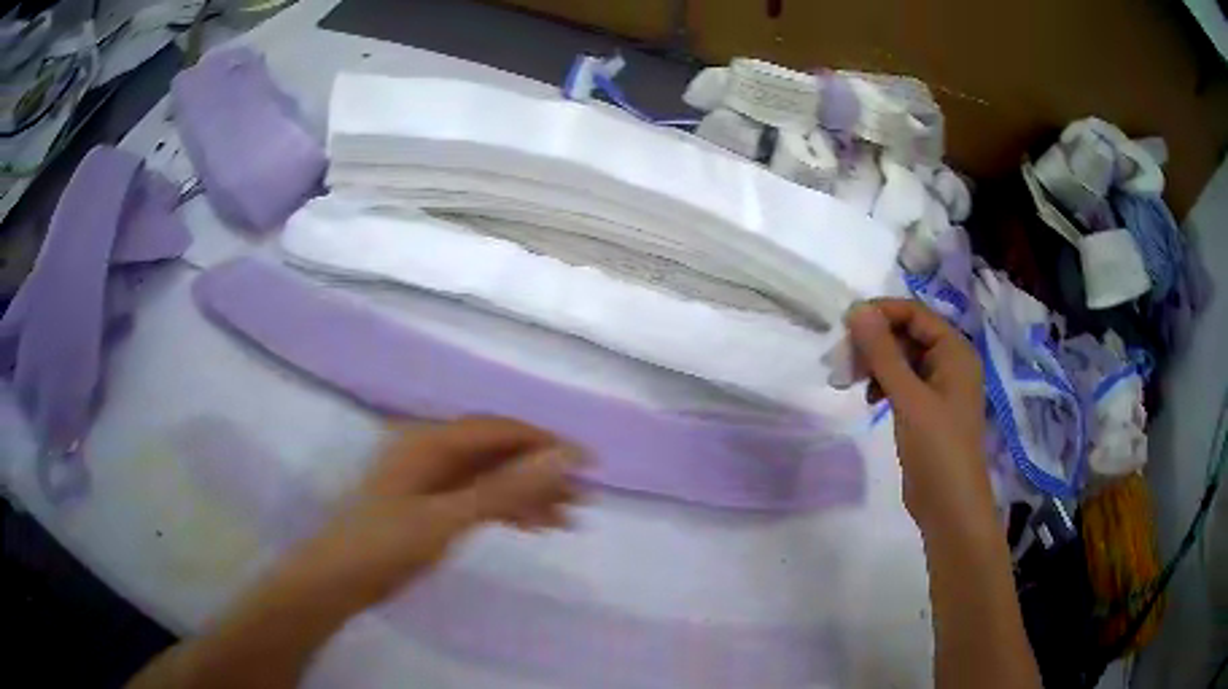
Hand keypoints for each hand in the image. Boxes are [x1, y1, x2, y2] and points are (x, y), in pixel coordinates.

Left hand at [277, 416, 583, 607]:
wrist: (339, 580)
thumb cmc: (387, 544)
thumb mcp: (449, 517)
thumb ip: (505, 487)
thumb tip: (561, 456)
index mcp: (431, 440)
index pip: (500, 430)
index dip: (546, 444)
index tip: (588, 465)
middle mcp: (432, 450)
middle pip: (498, 454)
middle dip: (540, 474)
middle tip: (582, 501)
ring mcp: (430, 477)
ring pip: (490, 477)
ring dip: (527, 495)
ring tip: (566, 521)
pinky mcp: (430, 503)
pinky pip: (476, 497)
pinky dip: (505, 510)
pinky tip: (531, 526)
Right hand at [846, 299, 994, 534]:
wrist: (950, 506)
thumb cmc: (937, 448)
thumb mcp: (908, 398)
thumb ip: (883, 353)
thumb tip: (857, 309)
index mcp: (954, 351)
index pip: (914, 313)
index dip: (880, 313)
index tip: (845, 326)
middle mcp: (950, 362)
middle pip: (907, 334)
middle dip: (875, 342)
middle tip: (843, 360)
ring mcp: (940, 387)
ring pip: (903, 359)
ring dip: (876, 364)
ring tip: (850, 381)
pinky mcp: (928, 410)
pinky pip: (904, 383)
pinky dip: (884, 385)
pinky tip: (870, 400)